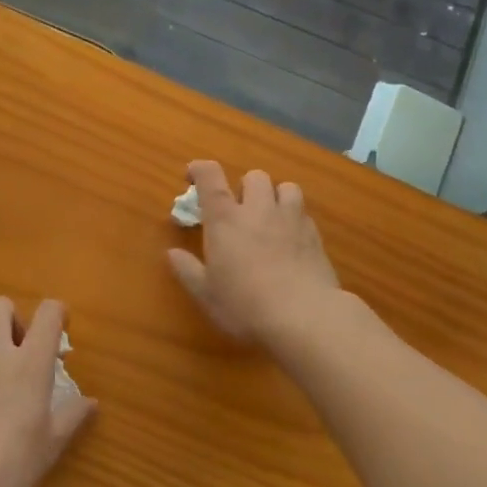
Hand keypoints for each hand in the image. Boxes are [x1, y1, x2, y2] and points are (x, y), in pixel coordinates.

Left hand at [0, 297, 95, 486]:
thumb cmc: (9, 464)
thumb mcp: (50, 446)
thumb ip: (71, 417)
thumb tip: (91, 402)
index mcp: (29, 362)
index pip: (47, 313)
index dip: (56, 313)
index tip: (61, 328)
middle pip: (0, 305)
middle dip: (13, 318)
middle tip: (21, 350)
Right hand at [167, 160, 341, 346]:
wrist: (304, 317)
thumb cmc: (245, 306)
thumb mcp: (207, 294)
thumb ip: (188, 270)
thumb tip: (172, 254)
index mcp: (225, 219)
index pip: (210, 176)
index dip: (199, 169)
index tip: (192, 176)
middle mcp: (258, 209)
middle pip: (253, 176)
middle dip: (244, 188)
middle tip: (239, 212)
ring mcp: (290, 219)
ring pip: (286, 187)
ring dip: (275, 197)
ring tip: (270, 218)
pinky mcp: (315, 234)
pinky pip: (304, 213)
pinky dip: (295, 219)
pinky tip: (291, 241)